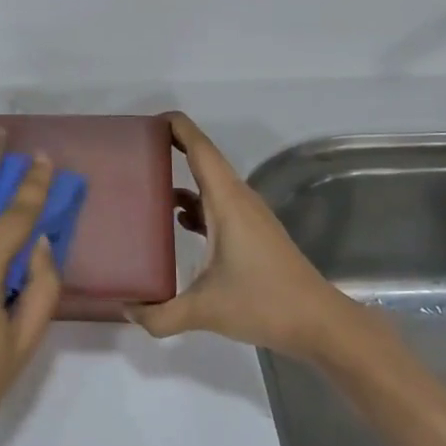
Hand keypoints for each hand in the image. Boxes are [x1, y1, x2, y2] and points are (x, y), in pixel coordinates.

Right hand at [129, 113, 335, 356]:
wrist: (319, 324)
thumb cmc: (263, 303)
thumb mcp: (205, 310)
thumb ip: (160, 314)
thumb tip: (127, 310)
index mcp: (226, 200)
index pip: (199, 148)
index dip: (176, 127)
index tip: (146, 121)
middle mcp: (238, 199)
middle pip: (203, 159)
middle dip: (171, 147)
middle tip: (134, 149)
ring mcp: (248, 215)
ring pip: (211, 183)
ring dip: (182, 177)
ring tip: (146, 183)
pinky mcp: (253, 233)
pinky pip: (218, 204)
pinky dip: (195, 204)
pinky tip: (177, 221)